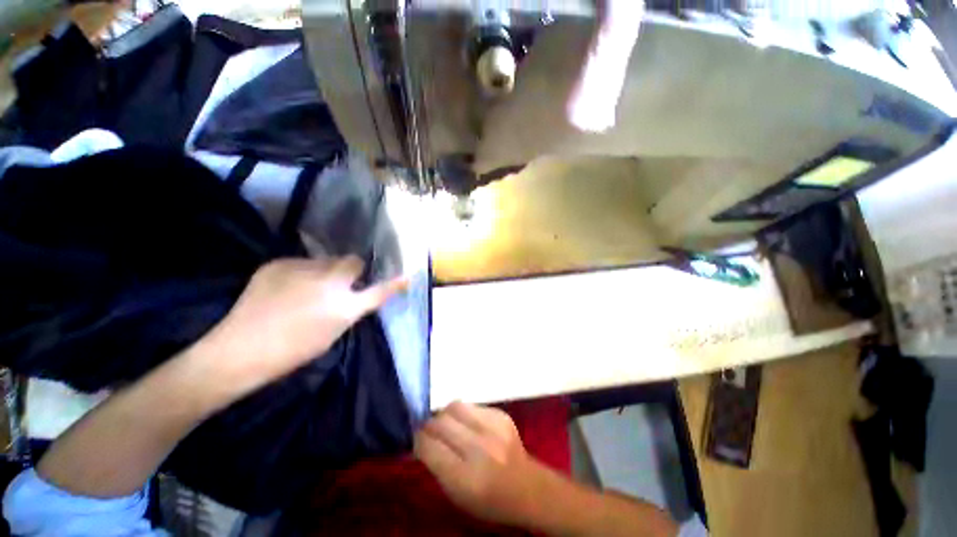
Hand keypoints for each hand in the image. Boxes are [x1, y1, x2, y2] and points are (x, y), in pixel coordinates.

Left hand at [192, 257, 405, 401]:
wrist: (239, 351)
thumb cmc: (291, 352)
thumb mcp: (331, 334)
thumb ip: (349, 309)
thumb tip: (354, 293)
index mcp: (343, 308)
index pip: (377, 292)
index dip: (393, 284)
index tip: (407, 276)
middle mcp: (327, 283)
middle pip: (352, 261)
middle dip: (352, 269)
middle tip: (342, 281)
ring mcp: (301, 269)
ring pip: (326, 260)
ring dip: (326, 270)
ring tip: (307, 287)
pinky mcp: (278, 263)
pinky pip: (302, 262)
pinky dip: (302, 272)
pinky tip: (286, 287)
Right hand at [414, 402, 547, 526]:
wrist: (528, 488)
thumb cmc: (488, 500)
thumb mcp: (457, 495)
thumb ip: (437, 465)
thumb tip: (421, 438)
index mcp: (465, 477)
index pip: (429, 446)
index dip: (419, 440)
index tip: (417, 440)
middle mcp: (479, 448)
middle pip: (441, 422)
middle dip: (429, 424)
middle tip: (429, 430)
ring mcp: (493, 427)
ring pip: (455, 406)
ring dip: (446, 414)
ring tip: (448, 424)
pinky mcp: (502, 415)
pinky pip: (473, 406)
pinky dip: (465, 414)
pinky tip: (469, 425)